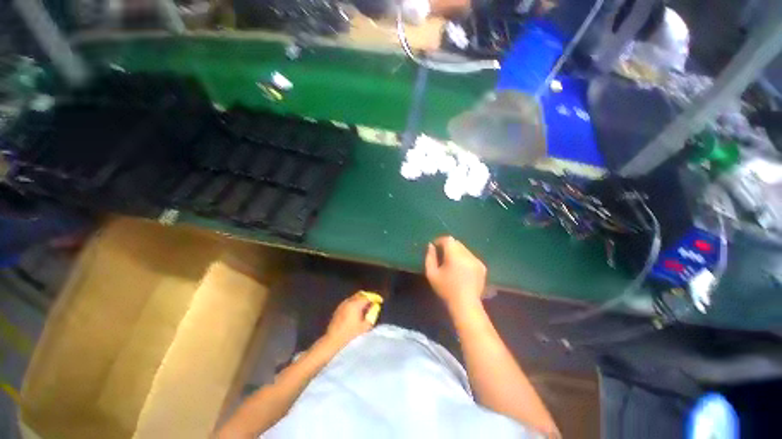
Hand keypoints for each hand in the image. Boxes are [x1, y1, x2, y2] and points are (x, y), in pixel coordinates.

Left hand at [323, 293, 373, 348]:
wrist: (333, 339)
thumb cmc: (350, 334)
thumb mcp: (365, 326)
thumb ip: (372, 315)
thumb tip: (375, 307)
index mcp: (356, 304)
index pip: (368, 297)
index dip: (375, 298)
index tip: (380, 301)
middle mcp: (349, 301)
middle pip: (361, 294)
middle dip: (368, 297)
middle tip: (373, 303)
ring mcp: (343, 304)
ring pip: (355, 297)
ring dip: (361, 300)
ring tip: (366, 308)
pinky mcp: (339, 308)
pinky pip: (349, 301)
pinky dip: (355, 303)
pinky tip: (357, 311)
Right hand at [425, 236, 486, 310]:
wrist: (465, 304)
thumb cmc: (446, 289)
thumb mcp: (432, 274)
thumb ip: (430, 257)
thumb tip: (431, 245)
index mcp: (455, 256)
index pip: (448, 239)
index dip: (440, 240)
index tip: (435, 247)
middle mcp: (467, 255)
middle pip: (456, 243)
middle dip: (448, 246)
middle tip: (442, 255)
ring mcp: (476, 260)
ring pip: (464, 249)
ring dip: (456, 252)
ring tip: (451, 263)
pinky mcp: (482, 267)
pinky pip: (470, 256)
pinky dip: (464, 258)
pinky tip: (461, 269)